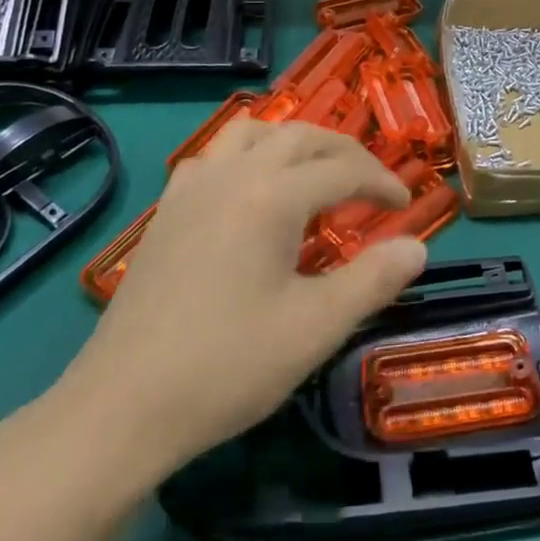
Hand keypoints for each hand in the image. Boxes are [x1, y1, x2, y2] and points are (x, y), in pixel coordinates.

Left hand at [53, 120, 427, 476]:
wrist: (122, 407)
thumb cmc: (228, 366)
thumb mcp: (316, 328)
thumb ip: (373, 279)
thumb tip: (417, 246)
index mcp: (272, 196)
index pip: (343, 169)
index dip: (381, 182)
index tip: (406, 204)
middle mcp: (233, 175)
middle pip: (300, 136)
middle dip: (344, 152)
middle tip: (371, 185)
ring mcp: (192, 188)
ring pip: (252, 132)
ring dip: (293, 142)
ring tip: (315, 174)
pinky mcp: (167, 210)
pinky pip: (215, 156)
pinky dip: (248, 155)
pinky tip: (251, 192)